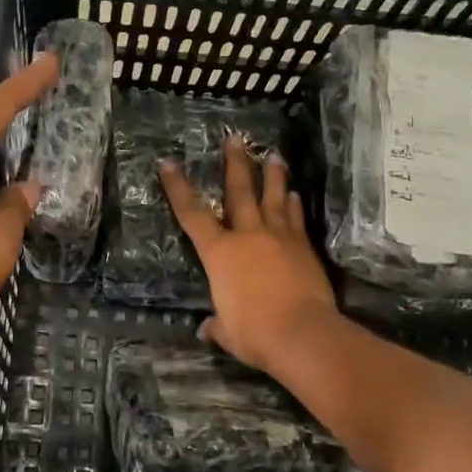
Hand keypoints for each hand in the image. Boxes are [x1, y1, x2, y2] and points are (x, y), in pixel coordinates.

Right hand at [158, 135, 339, 372]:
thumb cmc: (254, 333)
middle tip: (235, 138)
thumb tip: (208, 328)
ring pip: (274, 198)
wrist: (302, 333)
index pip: (192, 214)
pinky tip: (295, 193)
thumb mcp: (228, 332)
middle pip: (239, 191)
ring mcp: (278, 237)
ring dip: (273, 175)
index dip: (178, 187)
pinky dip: (294, 204)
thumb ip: (218, 325)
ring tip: (273, 155)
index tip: (168, 162)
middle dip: (235, 163)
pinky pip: (296, 219)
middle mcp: (247, 235)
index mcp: (219, 253)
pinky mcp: (303, 247)